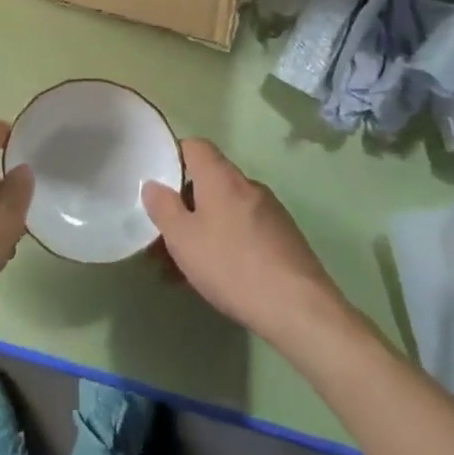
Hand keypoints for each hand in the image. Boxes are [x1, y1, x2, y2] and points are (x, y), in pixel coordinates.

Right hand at [142, 137, 361, 350]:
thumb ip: (163, 207)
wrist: (300, 309)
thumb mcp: (183, 239)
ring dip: (202, 231)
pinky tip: (216, 278)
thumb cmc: (232, 266)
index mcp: (221, 177)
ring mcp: (270, 211)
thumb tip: (153, 184)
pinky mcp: (284, 238)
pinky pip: (244, 230)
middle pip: (208, 182)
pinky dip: (225, 244)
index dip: (173, 157)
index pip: (195, 146)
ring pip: (224, 211)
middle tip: (163, 240)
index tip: (157, 184)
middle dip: (183, 207)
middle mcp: (247, 185)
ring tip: (182, 270)